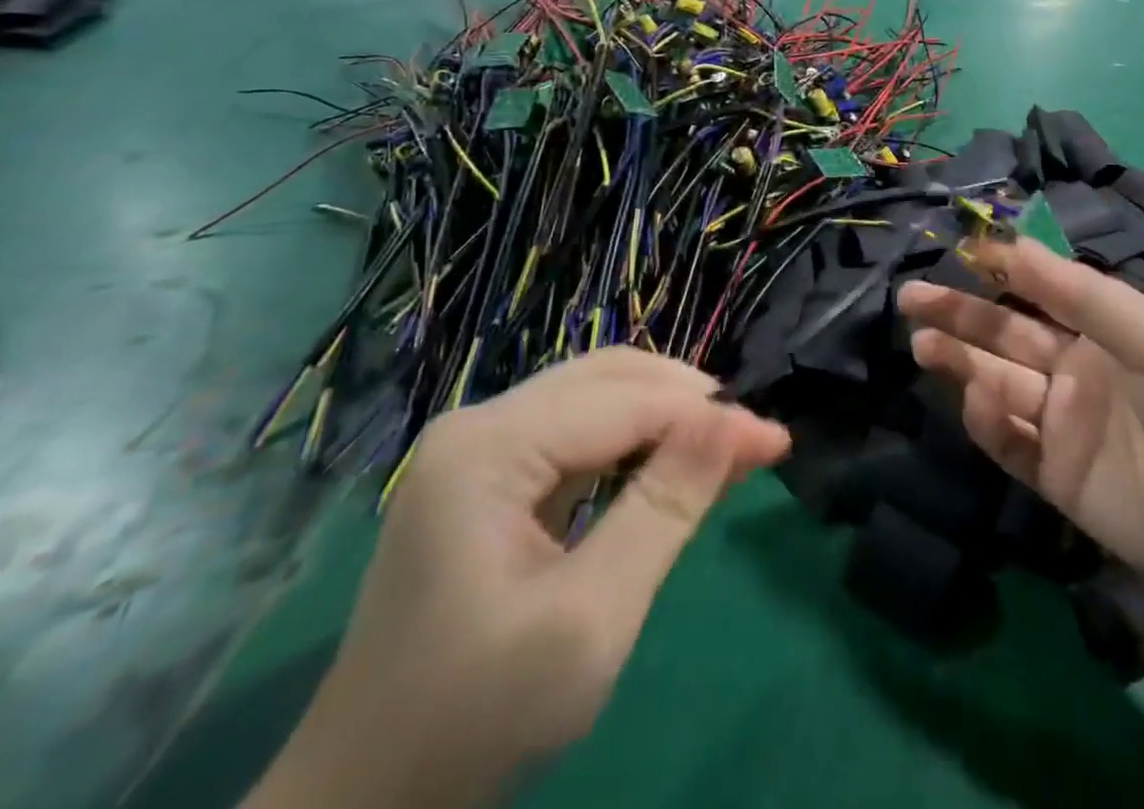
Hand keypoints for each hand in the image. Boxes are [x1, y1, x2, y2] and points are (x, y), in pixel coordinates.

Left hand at [247, 348, 788, 807]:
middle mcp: (481, 423)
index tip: (776, 440)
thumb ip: (666, 507)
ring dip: (668, 413)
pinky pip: (582, 431)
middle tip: (753, 441)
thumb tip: (740, 421)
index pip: (624, 402)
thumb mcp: (590, 618)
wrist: (367, 803)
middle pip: (610, 377)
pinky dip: (637, 440)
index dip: (707, 414)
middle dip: (689, 401)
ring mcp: (482, 446)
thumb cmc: (478, 716)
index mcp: (487, 446)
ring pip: (600, 395)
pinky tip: (673, 464)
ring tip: (726, 448)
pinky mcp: (493, 474)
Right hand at [901, 236, 1143, 617]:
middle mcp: (1078, 370)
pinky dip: (989, 423)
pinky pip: (1012, 443)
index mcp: (1104, 331)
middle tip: (911, 298)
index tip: (957, 250)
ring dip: (961, 363)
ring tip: (923, 344)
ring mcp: (1066, 425)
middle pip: (1007, 335)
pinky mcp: (1059, 477)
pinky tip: (977, 403)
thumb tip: (1011, 244)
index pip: (1039, 291)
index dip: (999, 270)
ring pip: (1000, 384)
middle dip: (960, 313)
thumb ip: (1079, 294)